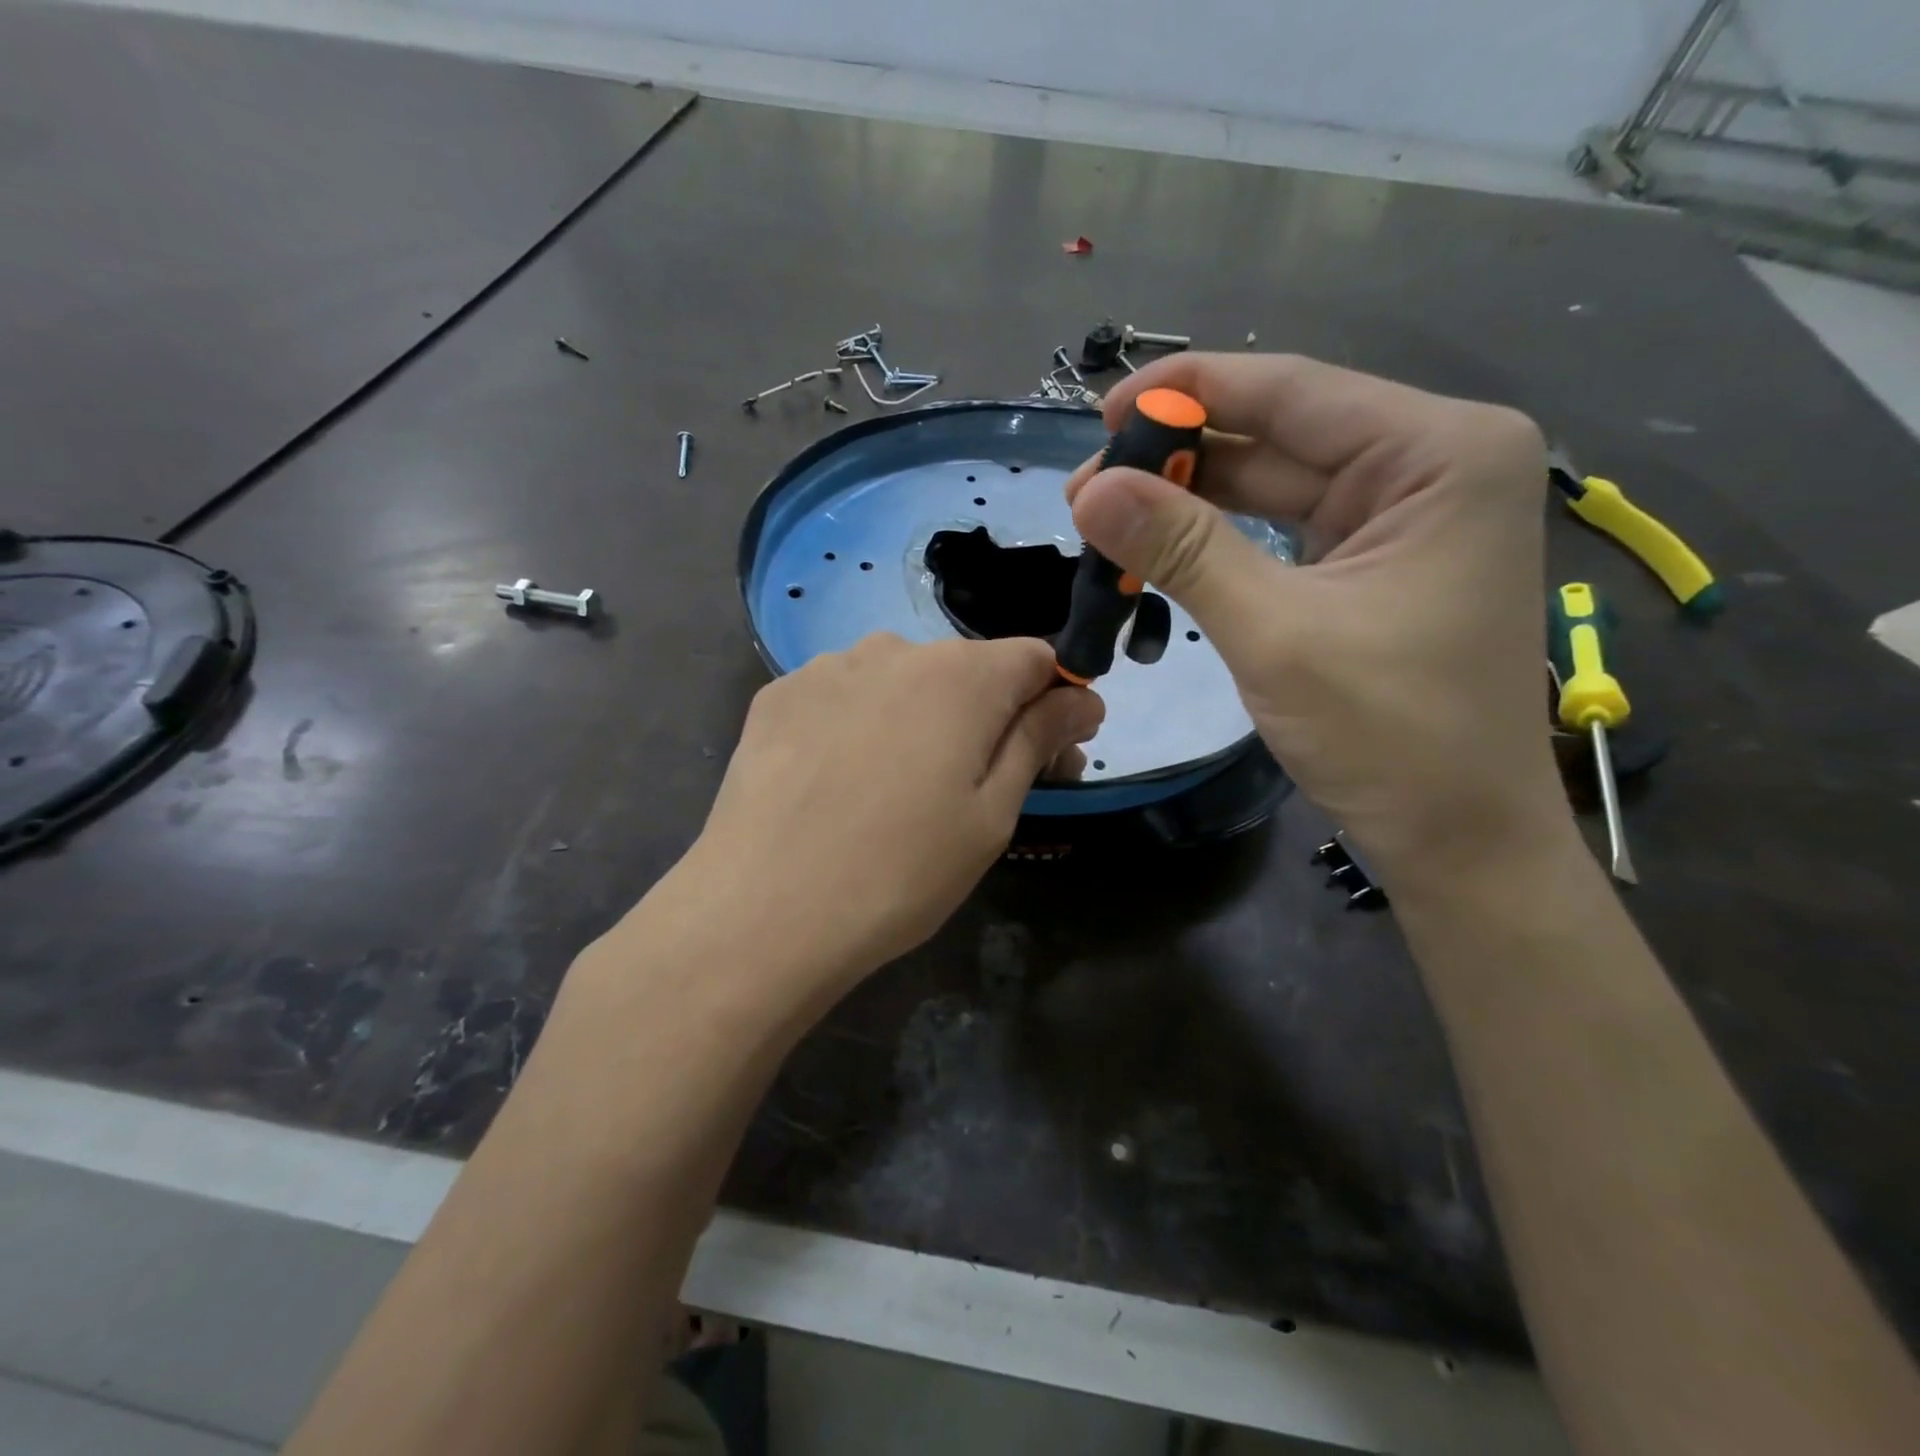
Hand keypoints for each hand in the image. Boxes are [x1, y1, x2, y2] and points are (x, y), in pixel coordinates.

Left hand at [681, 633, 1101, 990]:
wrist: (762, 911)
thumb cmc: (900, 871)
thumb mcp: (990, 814)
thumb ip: (1038, 739)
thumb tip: (1082, 697)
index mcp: (961, 675)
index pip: (1035, 658)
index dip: (1054, 701)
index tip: (1051, 753)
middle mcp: (895, 649)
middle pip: (967, 669)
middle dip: (988, 714)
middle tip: (979, 785)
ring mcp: (828, 667)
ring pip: (901, 680)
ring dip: (920, 717)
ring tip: (898, 788)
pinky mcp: (778, 695)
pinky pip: (844, 695)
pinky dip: (860, 724)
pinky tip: (840, 779)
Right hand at [1066, 353, 1560, 887]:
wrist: (1459, 835)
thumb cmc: (1390, 735)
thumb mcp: (1274, 634)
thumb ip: (1183, 551)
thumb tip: (1091, 492)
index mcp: (1439, 452)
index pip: (1291, 391)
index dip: (1186, 391)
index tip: (1100, 412)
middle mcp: (1432, 462)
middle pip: (1280, 434)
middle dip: (1178, 458)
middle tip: (1087, 490)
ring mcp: (1406, 513)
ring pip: (1276, 482)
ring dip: (1191, 499)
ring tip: (1107, 517)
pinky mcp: (1378, 559)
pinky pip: (1285, 528)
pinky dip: (1222, 537)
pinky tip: (1162, 544)